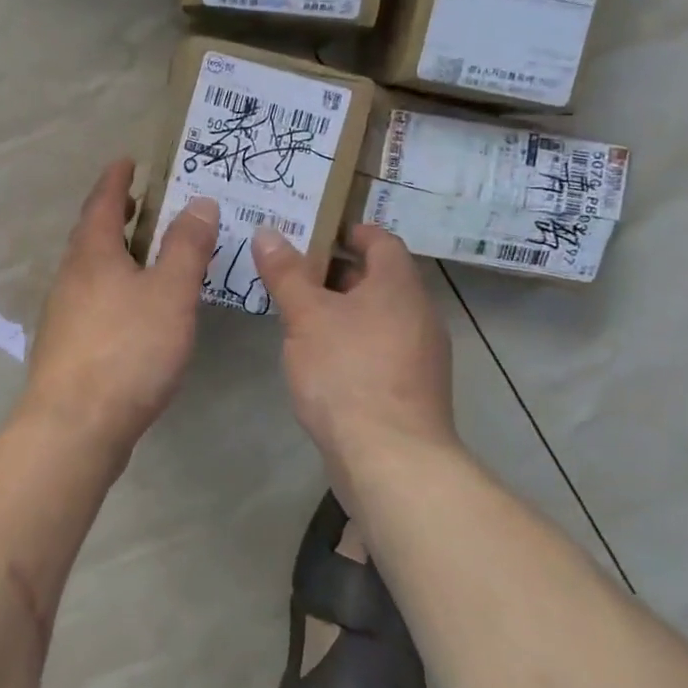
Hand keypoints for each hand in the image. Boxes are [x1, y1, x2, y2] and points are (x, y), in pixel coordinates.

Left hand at [18, 159, 219, 456]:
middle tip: (140, 204)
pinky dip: (112, 286)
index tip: (127, 160)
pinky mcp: (66, 346)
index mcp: (92, 254)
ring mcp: (63, 313)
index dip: (116, 179)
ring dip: (113, 252)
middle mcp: (70, 276)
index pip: (102, 202)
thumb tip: (199, 201)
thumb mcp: (170, 293)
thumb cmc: (128, 349)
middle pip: (90, 234)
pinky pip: (91, 299)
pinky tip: (131, 308)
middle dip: (114, 214)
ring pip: (89, 269)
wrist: (75, 424)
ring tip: (142, 253)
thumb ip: (186, 247)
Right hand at [252, 223, 460, 484]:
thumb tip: (267, 232)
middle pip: (378, 278)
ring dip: (341, 308)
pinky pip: (380, 346)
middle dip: (335, 271)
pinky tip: (319, 356)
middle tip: (291, 270)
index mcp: (398, 286)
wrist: (390, 457)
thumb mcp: (306, 315)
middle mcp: (419, 313)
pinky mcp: (412, 388)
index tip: (314, 231)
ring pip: (377, 315)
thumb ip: (286, 273)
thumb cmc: (346, 371)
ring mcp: (420, 354)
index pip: (381, 240)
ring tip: (297, 311)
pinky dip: (352, 339)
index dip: (349, 231)